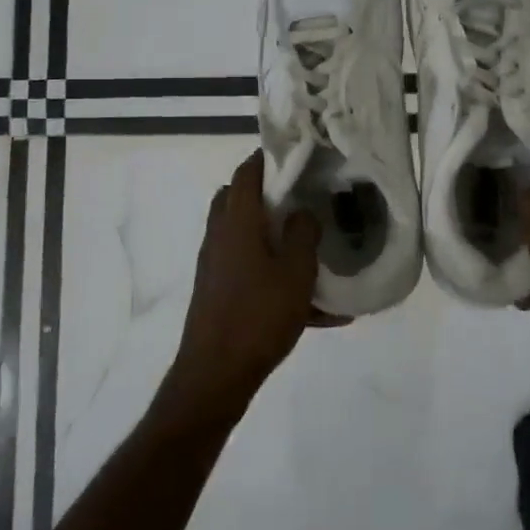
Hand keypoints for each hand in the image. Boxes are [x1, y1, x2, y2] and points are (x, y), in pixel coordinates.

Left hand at [159, 151, 326, 426]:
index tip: (296, 154)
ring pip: (243, 235)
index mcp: (237, 222)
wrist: (216, 375)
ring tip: (308, 248)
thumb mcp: (296, 272)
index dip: (268, 158)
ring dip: (270, 235)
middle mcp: (219, 236)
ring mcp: (214, 265)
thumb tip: (302, 212)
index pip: (247, 173)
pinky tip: (314, 308)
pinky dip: (273, 275)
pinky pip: (248, 271)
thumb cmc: (258, 315)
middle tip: (302, 198)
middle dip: (268, 194)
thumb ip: (303, 234)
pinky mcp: (217, 292)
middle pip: (238, 199)